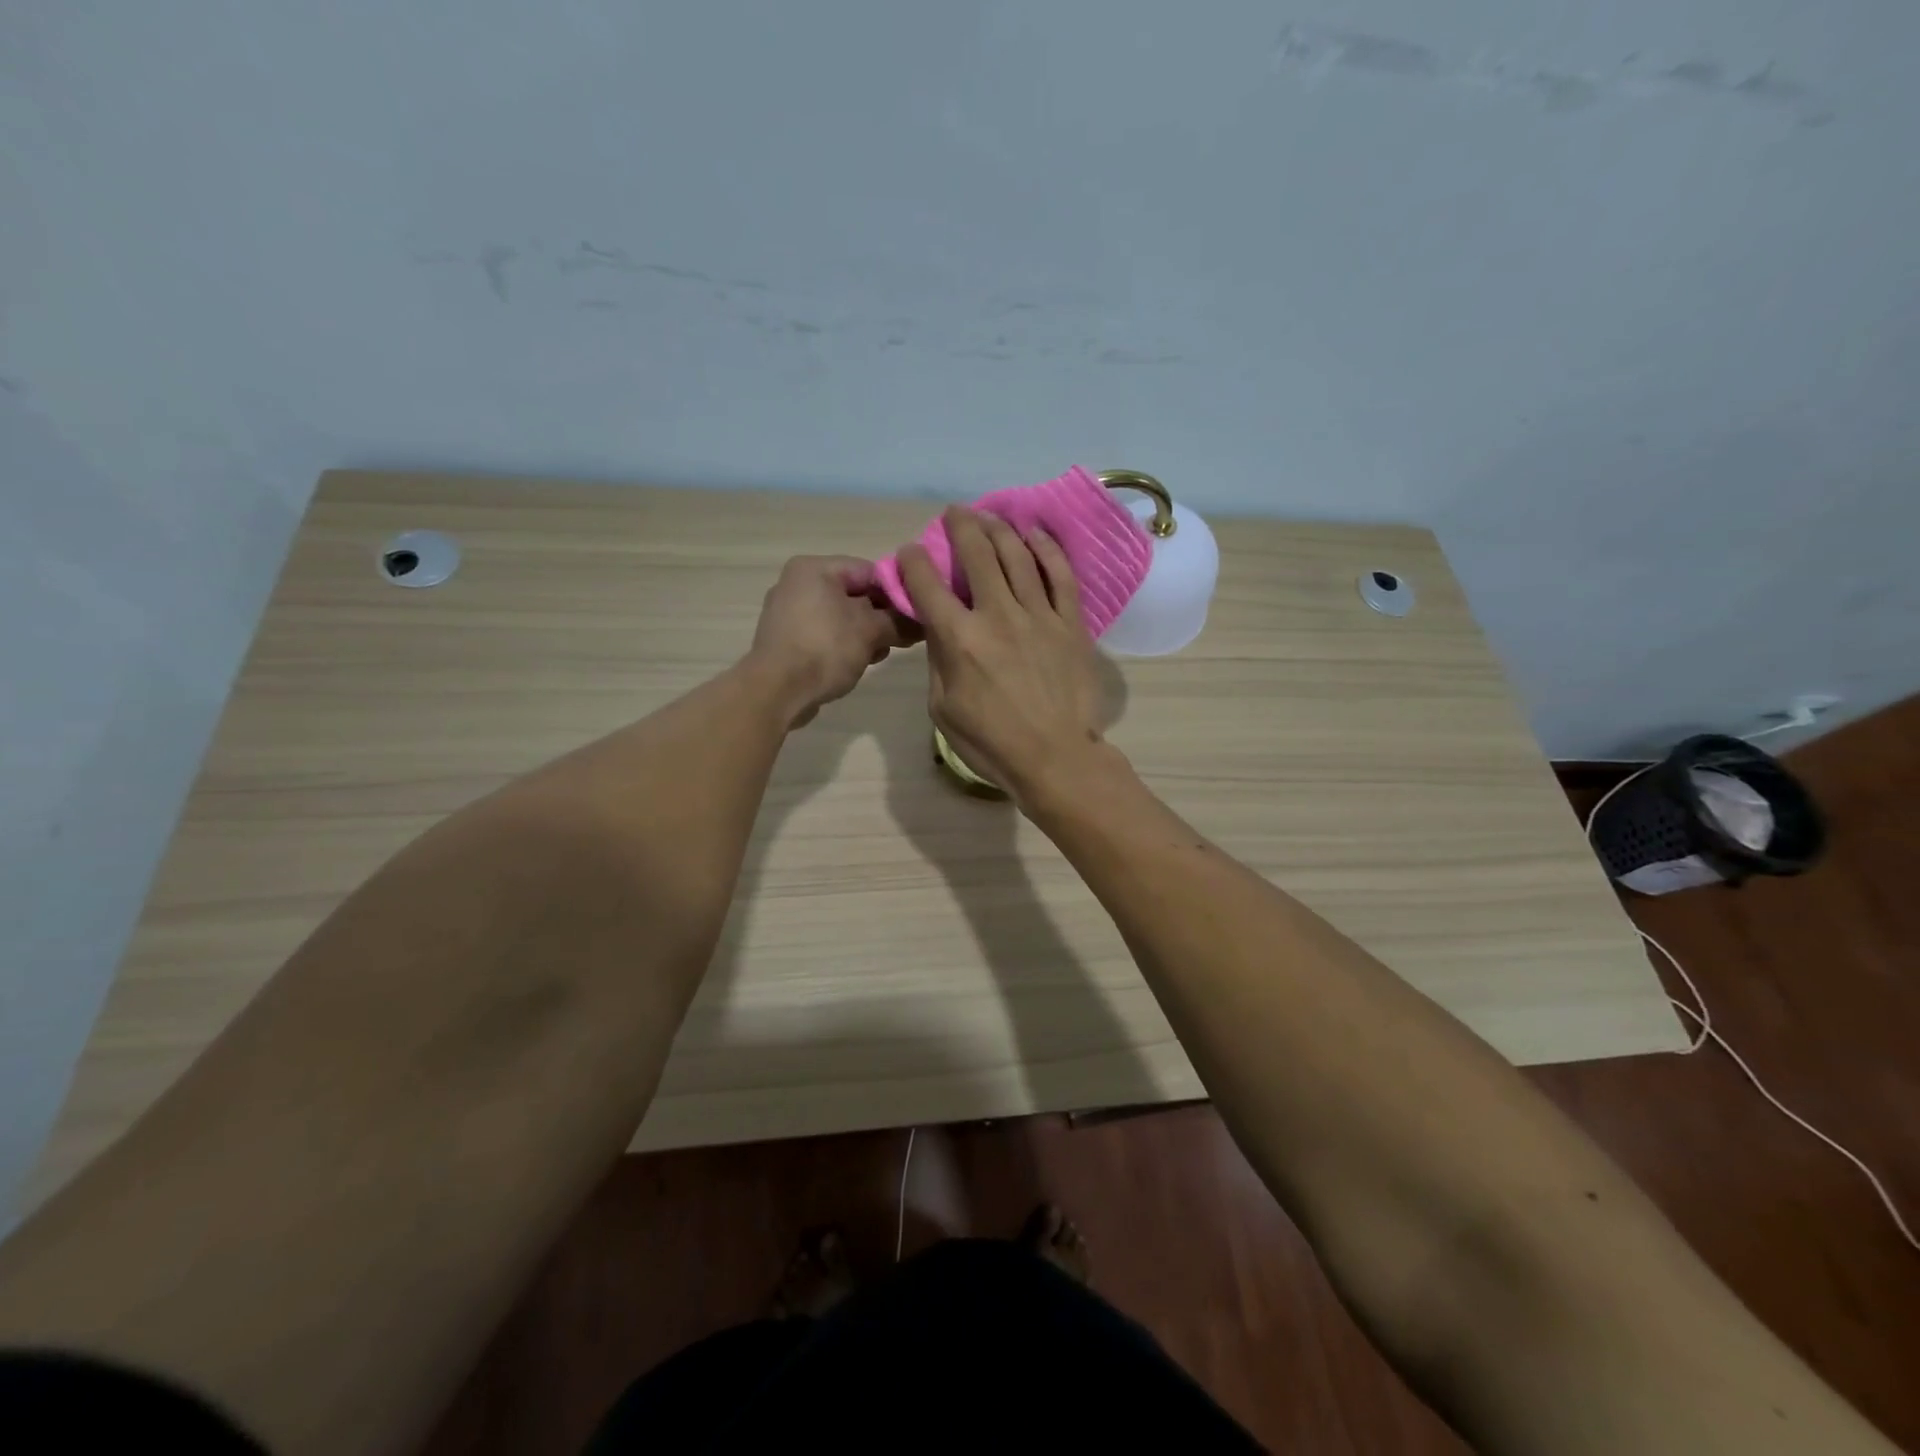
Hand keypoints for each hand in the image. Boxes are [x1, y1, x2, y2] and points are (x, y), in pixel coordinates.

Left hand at [749, 556, 912, 727]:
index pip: (869, 571)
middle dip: (881, 617)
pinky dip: (843, 645)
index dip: (897, 592)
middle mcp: (797, 583)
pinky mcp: (785, 640)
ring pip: (841, 617)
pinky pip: (824, 634)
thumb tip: (923, 622)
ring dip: (865, 634)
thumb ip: (899, 622)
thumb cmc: (824, 649)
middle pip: (854, 594)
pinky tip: (858, 663)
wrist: (776, 692)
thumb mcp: (870, 632)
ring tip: (880, 654)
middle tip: (903, 638)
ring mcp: (788, 613)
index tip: (916, 615)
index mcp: (814, 569)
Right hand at [897, 507, 1102, 805]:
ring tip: (989, 516)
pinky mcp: (1070, 623)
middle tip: (954, 514)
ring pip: (1017, 555)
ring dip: (999, 528)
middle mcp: (997, 615)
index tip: (910, 552)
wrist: (1055, 758)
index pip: (926, 584)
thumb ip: (937, 660)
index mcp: (959, 639)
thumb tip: (938, 626)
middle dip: (960, 526)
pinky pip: (1060, 575)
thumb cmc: (991, 742)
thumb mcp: (943, 709)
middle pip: (976, 554)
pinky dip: (1046, 549)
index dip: (912, 561)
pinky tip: (1035, 534)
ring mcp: (1038, 615)